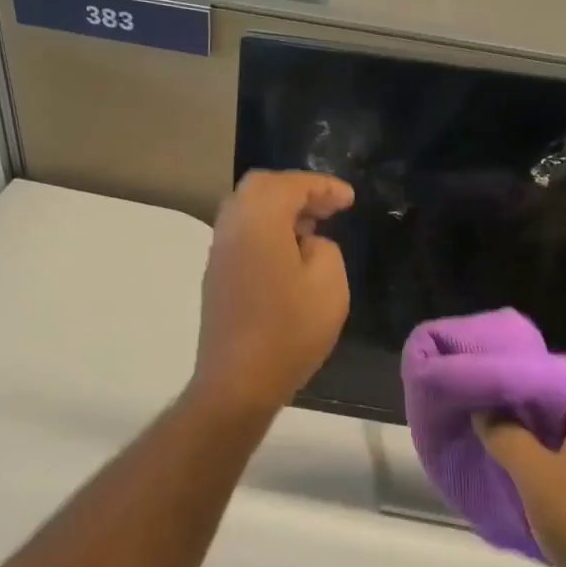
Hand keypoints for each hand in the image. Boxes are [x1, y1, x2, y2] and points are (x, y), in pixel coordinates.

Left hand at [190, 170, 354, 416]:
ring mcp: (219, 252)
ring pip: (246, 210)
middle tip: (329, 208)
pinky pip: (241, 234)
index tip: (349, 199)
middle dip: (297, 191)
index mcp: (258, 221)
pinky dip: (266, 230)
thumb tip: (306, 244)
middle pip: (260, 188)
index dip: (323, 186)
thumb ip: (324, 248)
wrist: (239, 381)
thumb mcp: (329, 284)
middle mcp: (231, 227)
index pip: (290, 185)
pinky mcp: (216, 276)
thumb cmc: (289, 331)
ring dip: (279, 210)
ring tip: (312, 229)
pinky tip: (289, 253)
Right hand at [477, 360, 565, 566]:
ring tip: (489, 430)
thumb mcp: (536, 477)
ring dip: (528, 428)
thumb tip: (484, 410)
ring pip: (564, 429)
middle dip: (522, 396)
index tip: (493, 373)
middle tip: (482, 400)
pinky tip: (512, 468)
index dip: (531, 364)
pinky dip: (540, 455)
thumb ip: (506, 436)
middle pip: (564, 396)